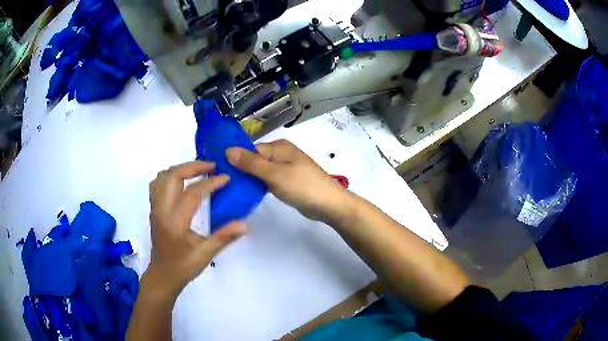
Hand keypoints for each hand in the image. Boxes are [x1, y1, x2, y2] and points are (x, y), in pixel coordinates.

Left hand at [145, 161, 245, 299]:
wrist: (162, 275)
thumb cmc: (183, 266)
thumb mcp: (205, 255)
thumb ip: (224, 237)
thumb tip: (245, 224)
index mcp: (174, 221)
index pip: (192, 193)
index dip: (210, 183)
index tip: (226, 177)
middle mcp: (161, 210)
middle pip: (172, 176)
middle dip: (192, 166)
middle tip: (211, 166)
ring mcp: (155, 208)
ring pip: (162, 177)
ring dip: (180, 169)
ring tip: (198, 171)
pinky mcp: (154, 209)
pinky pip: (158, 183)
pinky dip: (171, 176)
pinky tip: (182, 182)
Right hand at [226, 139, 352, 223]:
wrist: (328, 205)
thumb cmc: (302, 186)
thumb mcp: (274, 174)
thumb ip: (251, 163)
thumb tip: (228, 150)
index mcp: (278, 147)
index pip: (250, 150)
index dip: (235, 160)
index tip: (219, 172)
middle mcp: (280, 154)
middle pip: (254, 160)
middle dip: (241, 170)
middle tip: (222, 183)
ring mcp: (284, 169)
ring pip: (260, 171)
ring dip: (249, 179)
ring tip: (230, 189)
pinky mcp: (286, 182)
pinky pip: (268, 180)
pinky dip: (259, 186)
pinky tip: (247, 193)